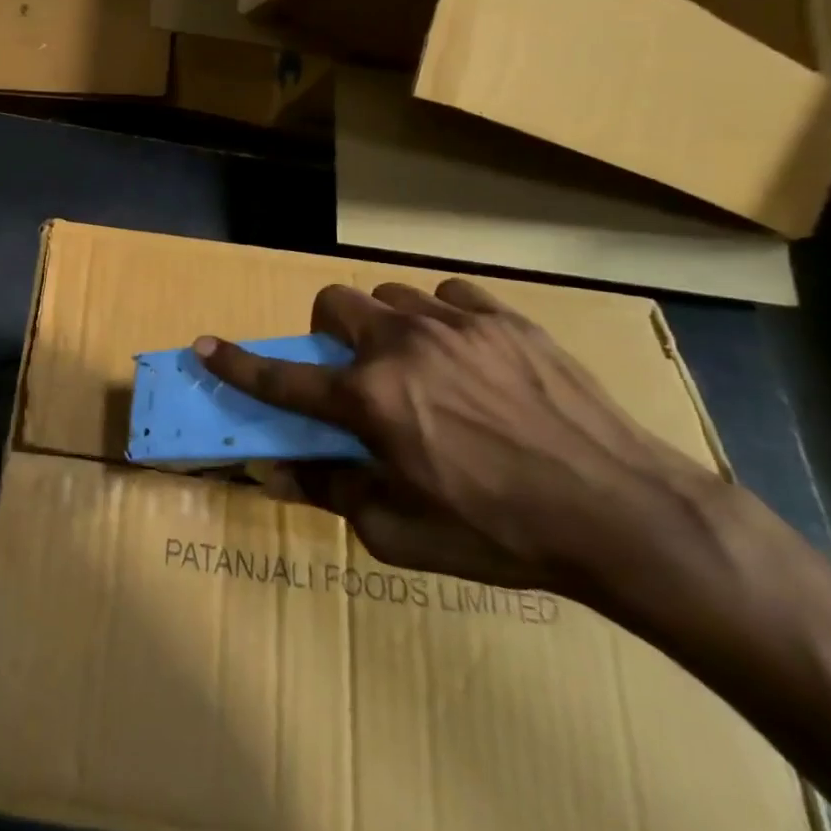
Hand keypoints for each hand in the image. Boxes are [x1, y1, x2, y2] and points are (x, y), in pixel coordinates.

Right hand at [196, 280, 728, 605]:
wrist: (626, 514)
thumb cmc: (502, 535)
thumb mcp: (402, 534)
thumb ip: (331, 492)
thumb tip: (276, 472)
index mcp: (370, 401)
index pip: (283, 377)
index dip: (236, 363)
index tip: (204, 345)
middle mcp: (401, 348)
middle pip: (333, 304)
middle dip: (328, 333)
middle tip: (354, 371)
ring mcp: (455, 325)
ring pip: (390, 295)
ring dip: (384, 325)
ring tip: (417, 365)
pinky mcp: (505, 319)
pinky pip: (449, 295)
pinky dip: (440, 318)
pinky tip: (466, 353)